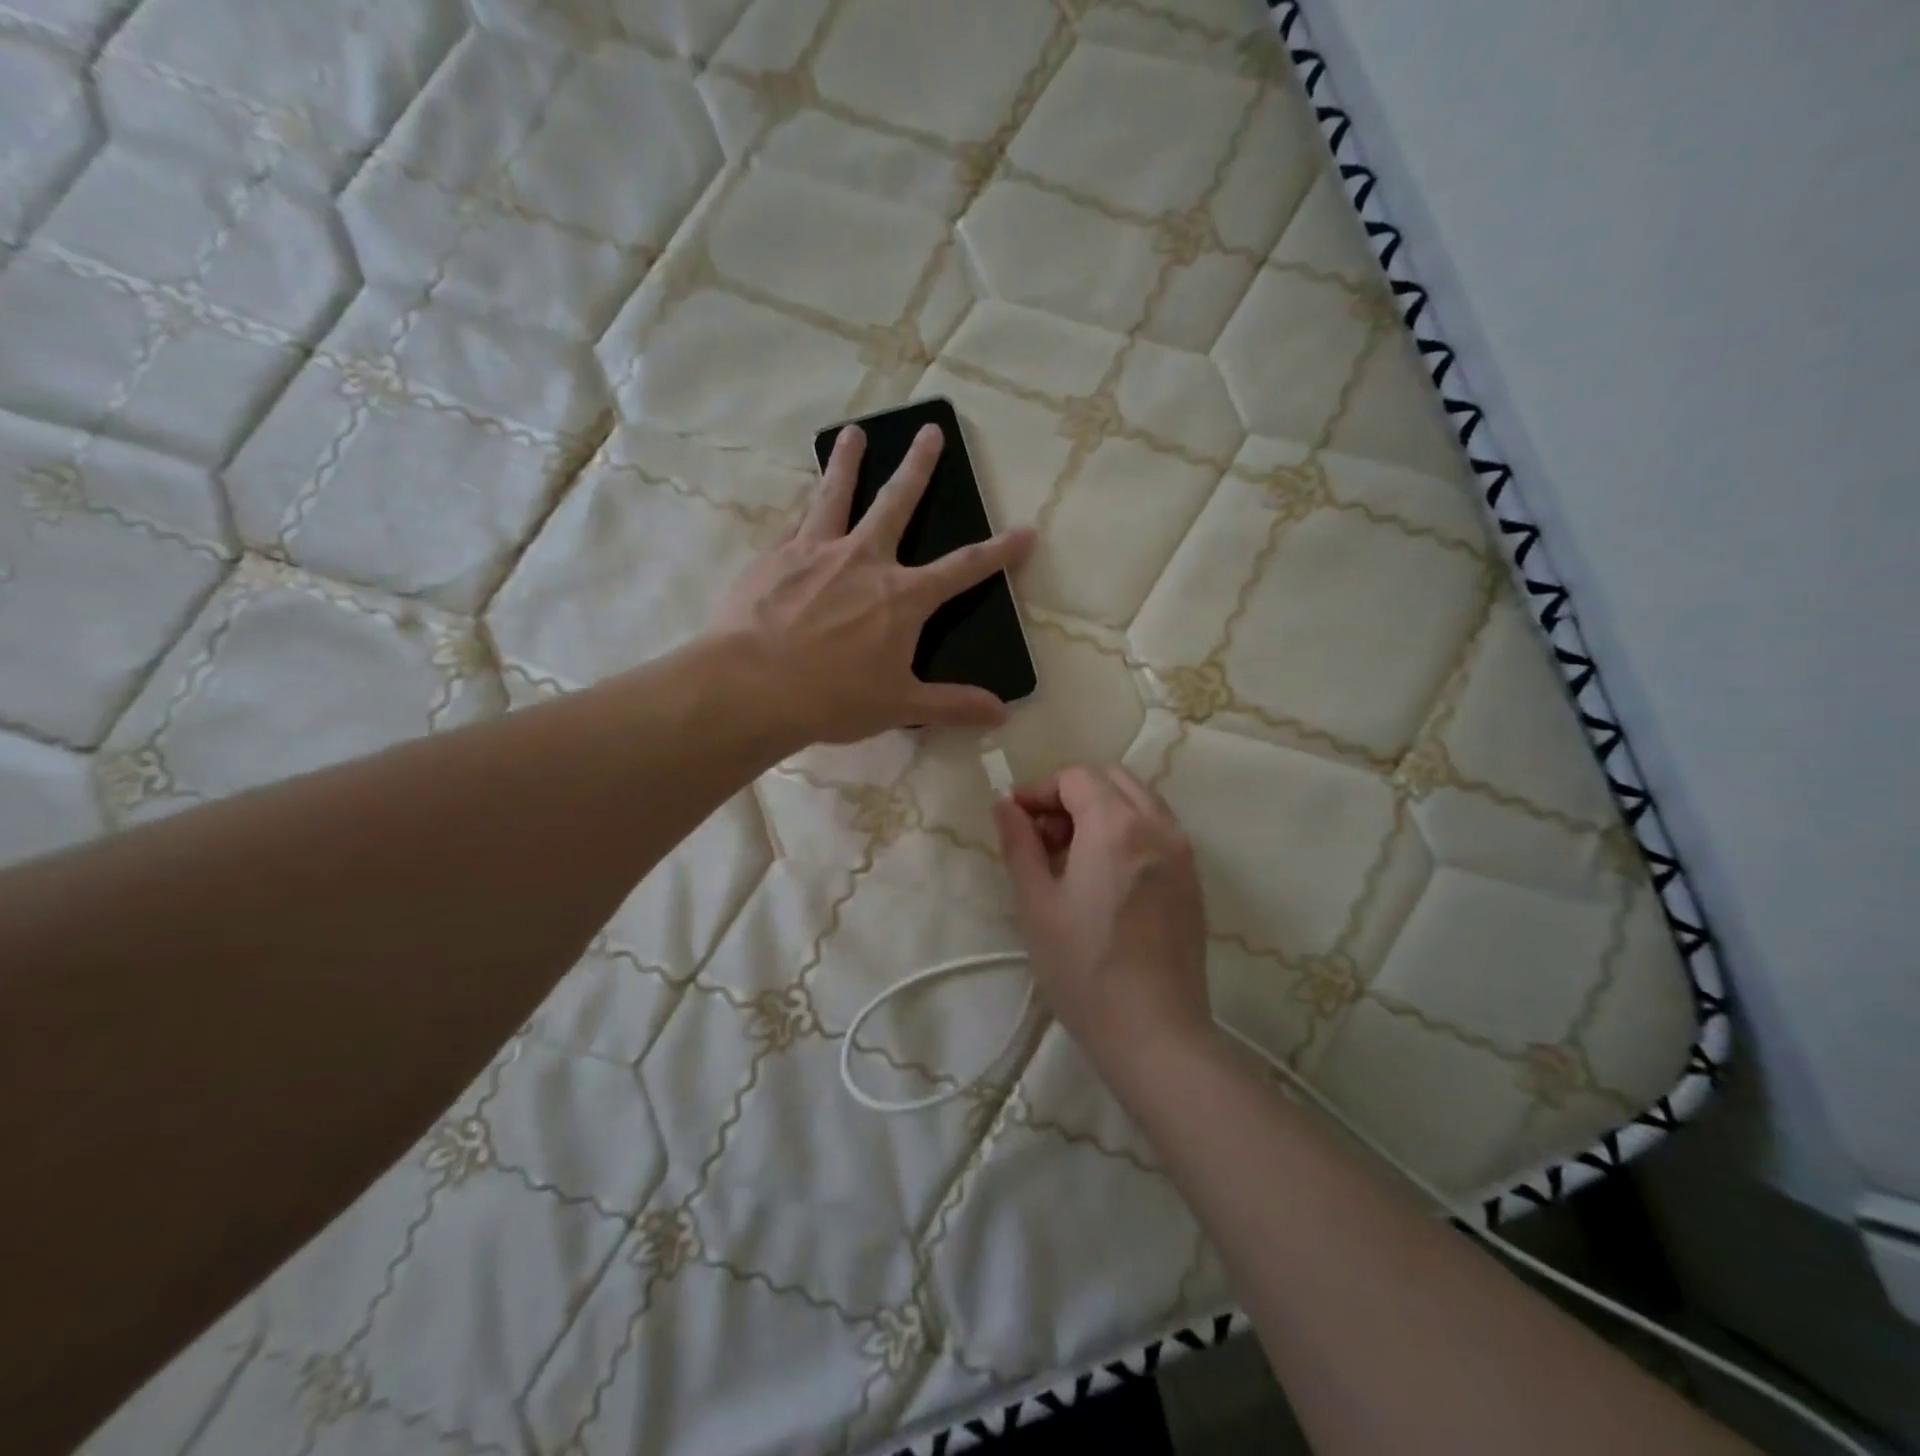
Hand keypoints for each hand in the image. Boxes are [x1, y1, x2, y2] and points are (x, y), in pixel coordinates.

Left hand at [713, 423, 1034, 746]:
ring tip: (853, 433)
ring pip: (837, 494)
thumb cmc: (833, 699)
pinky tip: (803, 496)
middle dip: (919, 466)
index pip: (963, 569)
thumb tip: (1002, 714)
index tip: (1024, 532)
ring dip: (848, 462)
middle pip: (898, 502)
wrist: (751, 687)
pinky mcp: (775, 556)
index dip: (999, 552)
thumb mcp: (900, 706)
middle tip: (929, 431)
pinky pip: (796, 522)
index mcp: (902, 597)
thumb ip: (953, 704)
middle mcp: (864, 560)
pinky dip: (804, 506)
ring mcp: (816, 551)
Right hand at [992, 766, 1213, 1075]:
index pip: (1076, 777)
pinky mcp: (1192, 879)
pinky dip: (1127, 829)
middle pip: (1111, 778)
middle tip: (1043, 836)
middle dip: (1072, 793)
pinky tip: (1105, 875)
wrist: (1155, 1033)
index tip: (1016, 820)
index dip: (1040, 790)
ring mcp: (1182, 851)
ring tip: (1072, 854)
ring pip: (1139, 800)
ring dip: (1102, 809)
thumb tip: (1004, 806)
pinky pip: (1158, 829)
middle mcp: (1157, 826)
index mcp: (1116, 826)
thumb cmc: (1083, 969)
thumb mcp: (1036, 904)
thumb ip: (1019, 845)